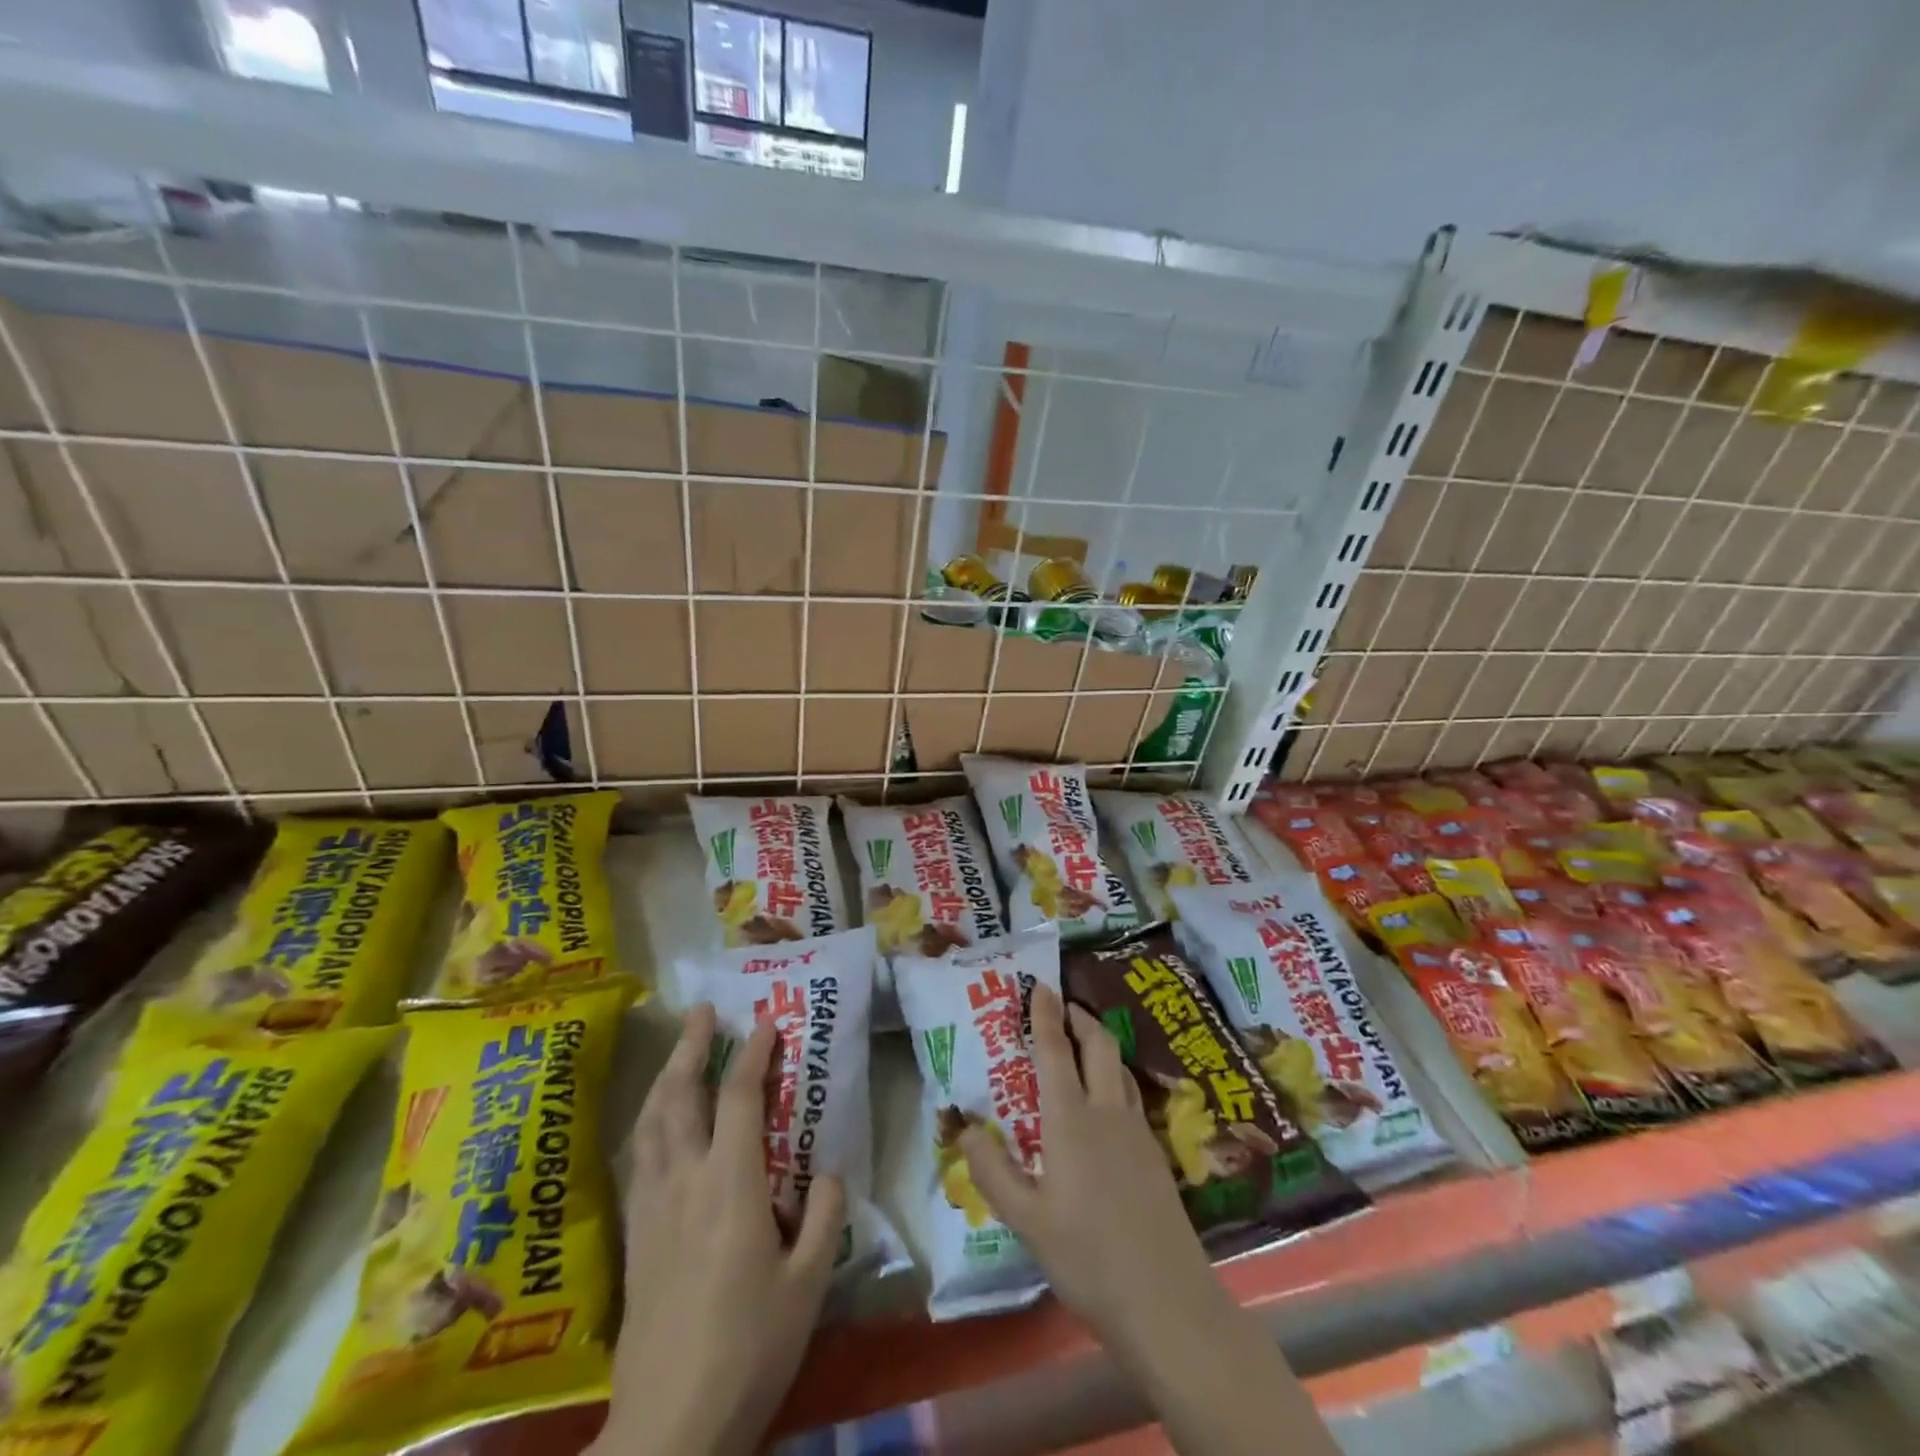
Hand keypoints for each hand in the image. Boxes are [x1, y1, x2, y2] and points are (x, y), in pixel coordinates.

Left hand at [592, 1005, 844, 1455]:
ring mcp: (651, 1207)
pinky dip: (649, 1120)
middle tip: (701, 1010)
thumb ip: (823, 1216)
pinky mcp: (634, 1235)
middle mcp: (684, 1181)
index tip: (766, 1022)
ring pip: (651, 1122)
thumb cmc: (750, 1348)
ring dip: (665, 1076)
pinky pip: (639, 1156)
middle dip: (692, 1046)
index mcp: (730, 1185)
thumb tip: (827, 1170)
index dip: (753, 1055)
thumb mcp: (809, 1284)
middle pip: (680, 1096)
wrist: (669, 1425)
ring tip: (678, 1050)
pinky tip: (654, 1121)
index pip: (739, 1099)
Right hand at [956, 983, 1220, 1353]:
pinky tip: (1107, 1100)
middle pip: (1099, 1045)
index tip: (1040, 984)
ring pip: (1120, 1067)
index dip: (1046, 1015)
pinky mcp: (1156, 1153)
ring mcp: (1138, 1131)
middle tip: (1062, 1006)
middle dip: (1080, 1018)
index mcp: (1071, 1120)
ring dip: (1100, 1043)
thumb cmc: (1088, 1258)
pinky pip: (1131, 1095)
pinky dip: (1114, 1076)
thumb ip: (993, 1171)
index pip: (1056, 1051)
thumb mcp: (1026, 1222)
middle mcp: (1107, 1112)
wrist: (1168, 1301)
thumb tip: (967, 1127)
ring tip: (1083, 1042)